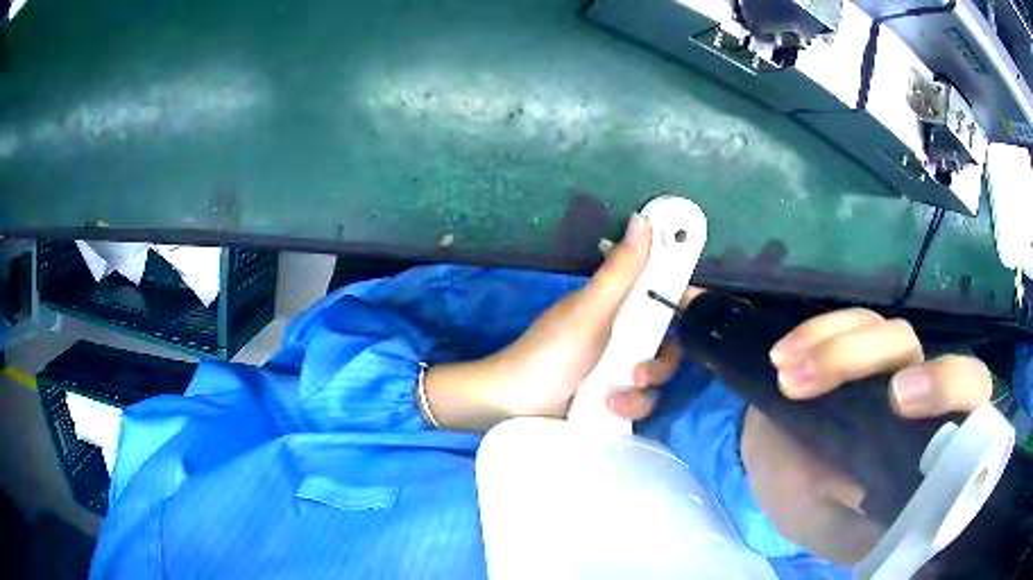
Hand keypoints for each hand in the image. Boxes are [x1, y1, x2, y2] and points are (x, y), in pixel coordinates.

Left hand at [423, 213, 678, 430]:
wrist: (515, 407)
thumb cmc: (548, 353)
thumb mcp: (589, 312)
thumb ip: (620, 272)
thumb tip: (644, 219)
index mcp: (617, 307)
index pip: (661, 297)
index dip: (682, 301)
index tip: (695, 309)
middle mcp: (623, 337)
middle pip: (668, 345)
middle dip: (660, 362)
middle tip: (637, 370)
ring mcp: (618, 371)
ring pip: (658, 378)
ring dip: (641, 390)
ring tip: (612, 397)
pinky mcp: (615, 400)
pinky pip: (642, 403)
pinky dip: (629, 407)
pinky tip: (608, 410)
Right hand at [742, 308, 993, 563]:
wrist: (786, 481)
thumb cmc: (823, 515)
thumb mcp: (835, 530)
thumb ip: (853, 512)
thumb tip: (866, 483)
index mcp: (933, 440)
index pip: (967, 394)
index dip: (945, 384)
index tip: (897, 400)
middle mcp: (920, 392)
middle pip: (916, 348)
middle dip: (865, 356)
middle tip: (808, 382)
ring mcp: (890, 366)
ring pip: (879, 329)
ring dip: (830, 347)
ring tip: (785, 375)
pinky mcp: (861, 349)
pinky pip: (846, 323)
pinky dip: (814, 335)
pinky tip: (782, 356)